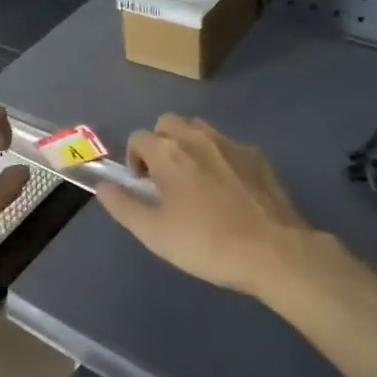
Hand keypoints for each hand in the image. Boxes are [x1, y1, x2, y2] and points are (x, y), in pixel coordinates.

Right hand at [95, 115, 321, 297]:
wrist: (273, 252)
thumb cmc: (206, 243)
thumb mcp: (154, 233)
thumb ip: (123, 206)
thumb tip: (103, 186)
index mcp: (168, 153)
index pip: (138, 138)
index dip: (134, 160)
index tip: (143, 187)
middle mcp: (198, 138)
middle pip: (168, 123)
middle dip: (160, 144)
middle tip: (166, 179)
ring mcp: (232, 144)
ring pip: (200, 130)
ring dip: (189, 146)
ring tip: (196, 181)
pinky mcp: (258, 157)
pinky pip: (228, 146)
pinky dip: (219, 158)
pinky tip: (229, 190)